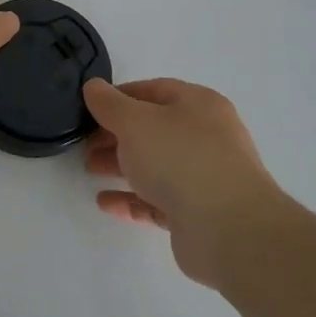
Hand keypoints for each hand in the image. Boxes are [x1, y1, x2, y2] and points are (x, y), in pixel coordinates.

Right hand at [82, 77, 286, 283]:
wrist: (230, 230)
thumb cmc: (181, 159)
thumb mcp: (135, 122)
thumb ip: (110, 104)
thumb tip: (93, 86)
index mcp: (199, 105)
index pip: (153, 90)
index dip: (118, 97)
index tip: (88, 109)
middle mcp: (206, 137)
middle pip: (152, 129)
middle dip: (116, 135)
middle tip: (85, 144)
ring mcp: (205, 177)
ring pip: (154, 165)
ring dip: (120, 165)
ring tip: (90, 170)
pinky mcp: (198, 214)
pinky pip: (158, 200)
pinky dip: (132, 199)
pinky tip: (105, 202)